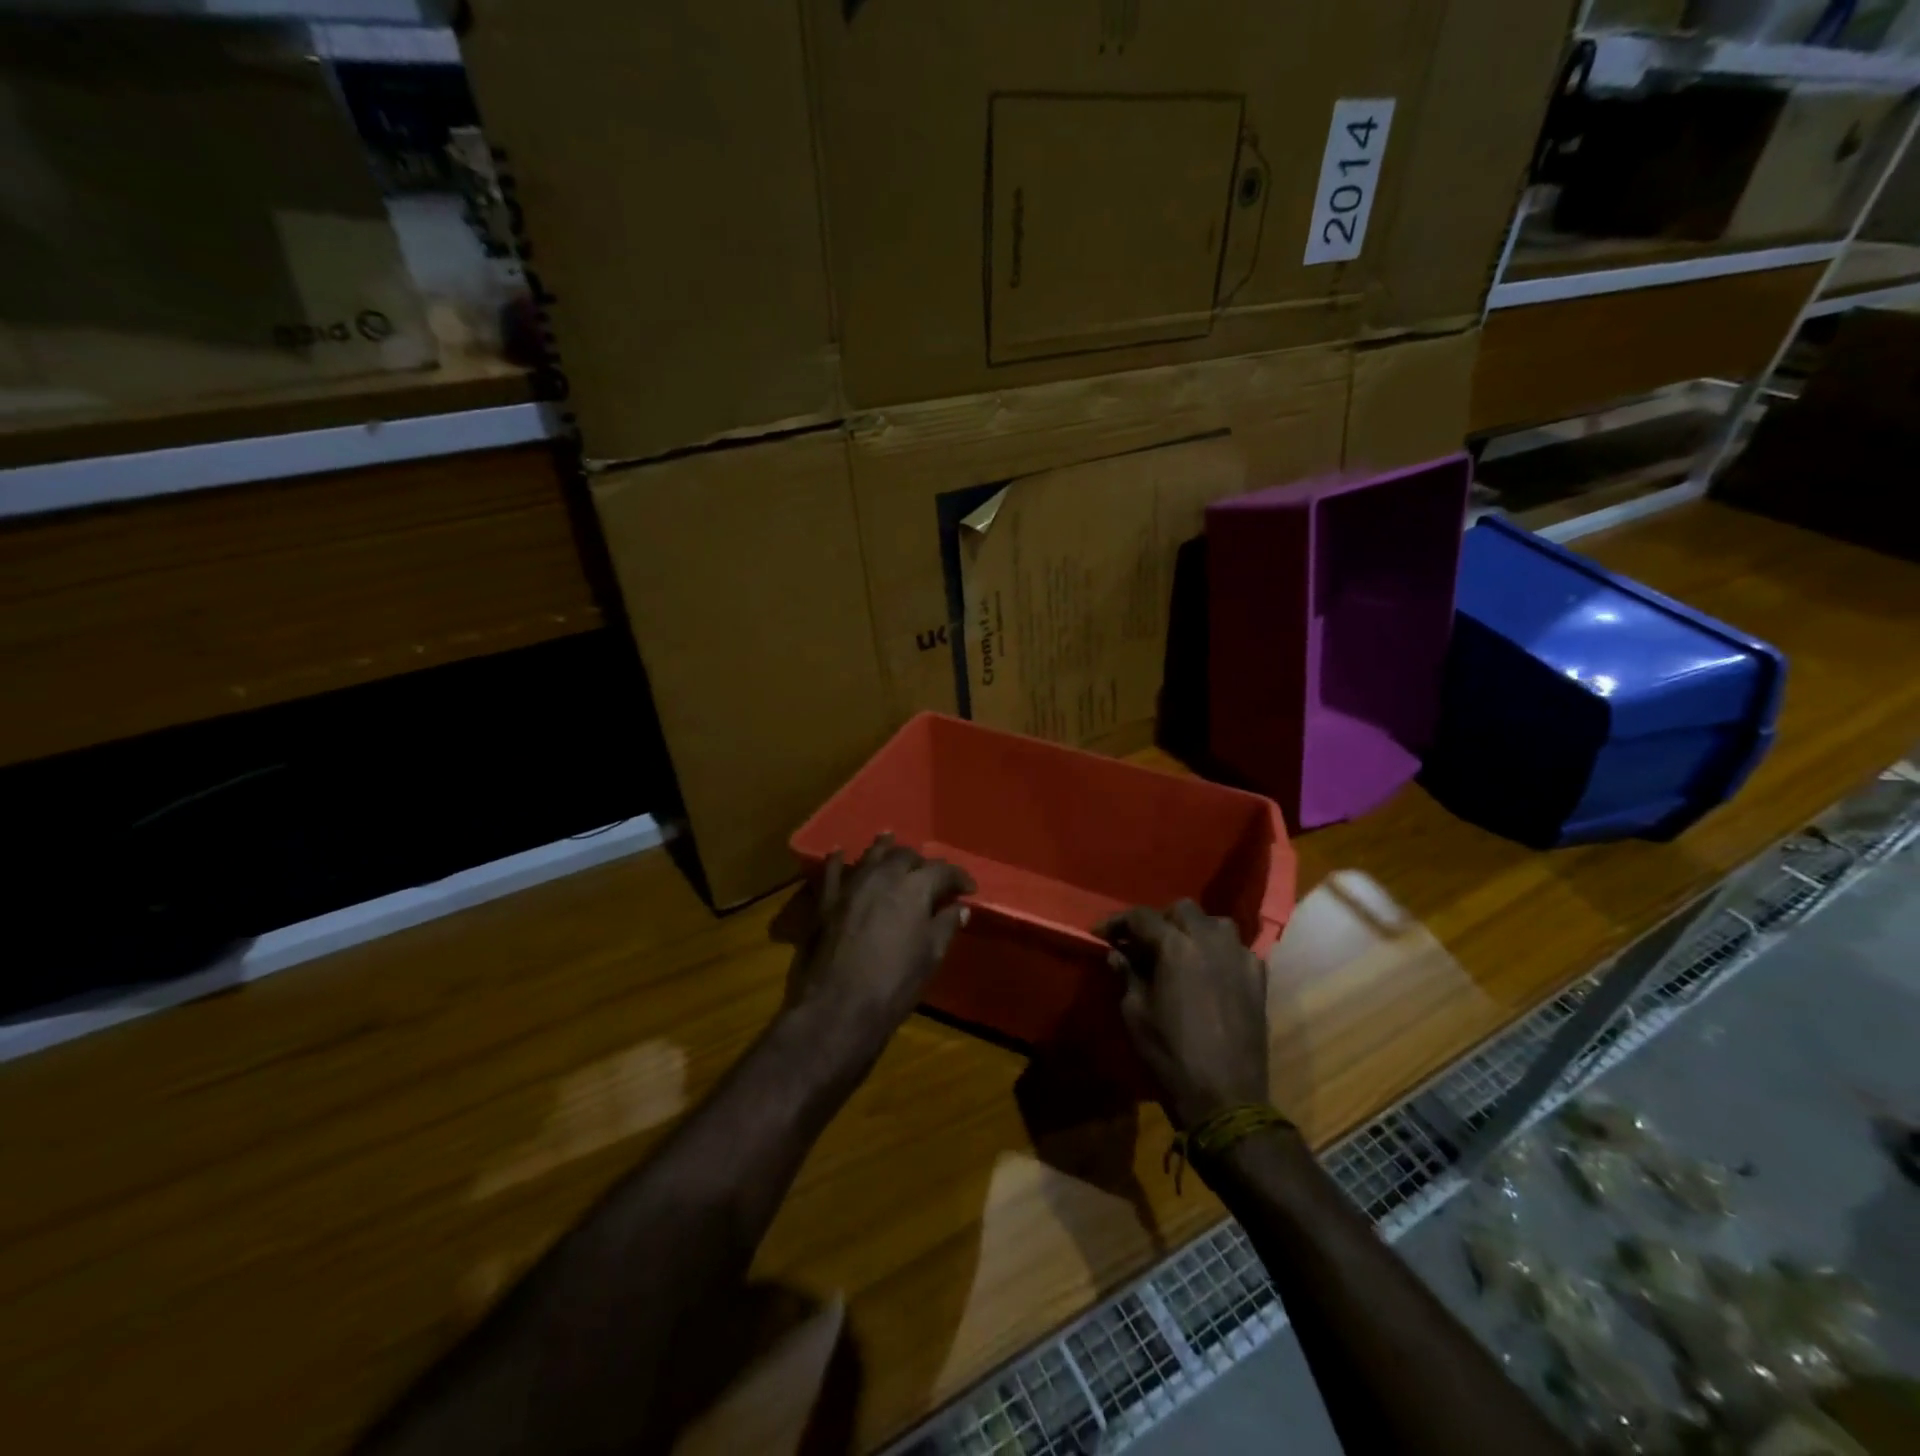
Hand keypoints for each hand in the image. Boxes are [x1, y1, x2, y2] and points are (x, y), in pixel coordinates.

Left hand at [781, 834, 975, 1076]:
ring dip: (884, 848)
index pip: (942, 870)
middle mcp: (883, 876)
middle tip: (930, 877)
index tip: (968, 889)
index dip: (958, 877)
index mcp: (914, 887)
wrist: (840, 1006)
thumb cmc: (895, 984)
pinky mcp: (827, 900)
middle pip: (905, 856)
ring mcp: (852, 885)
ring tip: (890, 840)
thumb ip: (946, 926)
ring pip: (871, 856)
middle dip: (921, 863)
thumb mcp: (930, 956)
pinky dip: (839, 860)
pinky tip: (840, 852)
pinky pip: (833, 871)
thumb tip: (960, 908)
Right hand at [1099, 900, 1269, 1129]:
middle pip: (1182, 910)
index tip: (1101, 934)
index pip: (1141, 917)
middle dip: (1159, 920)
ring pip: (1215, 923)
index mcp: (1176, 946)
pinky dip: (1220, 952)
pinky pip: (1238, 950)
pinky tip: (1209, 972)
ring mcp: (1240, 958)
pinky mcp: (1258, 980)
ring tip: (1179, 953)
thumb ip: (1127, 975)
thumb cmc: (1170, 1054)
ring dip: (1194, 930)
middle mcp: (1210, 941)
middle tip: (1142, 944)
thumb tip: (1117, 954)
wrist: (1225, 1098)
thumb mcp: (1135, 1014)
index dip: (1117, 922)